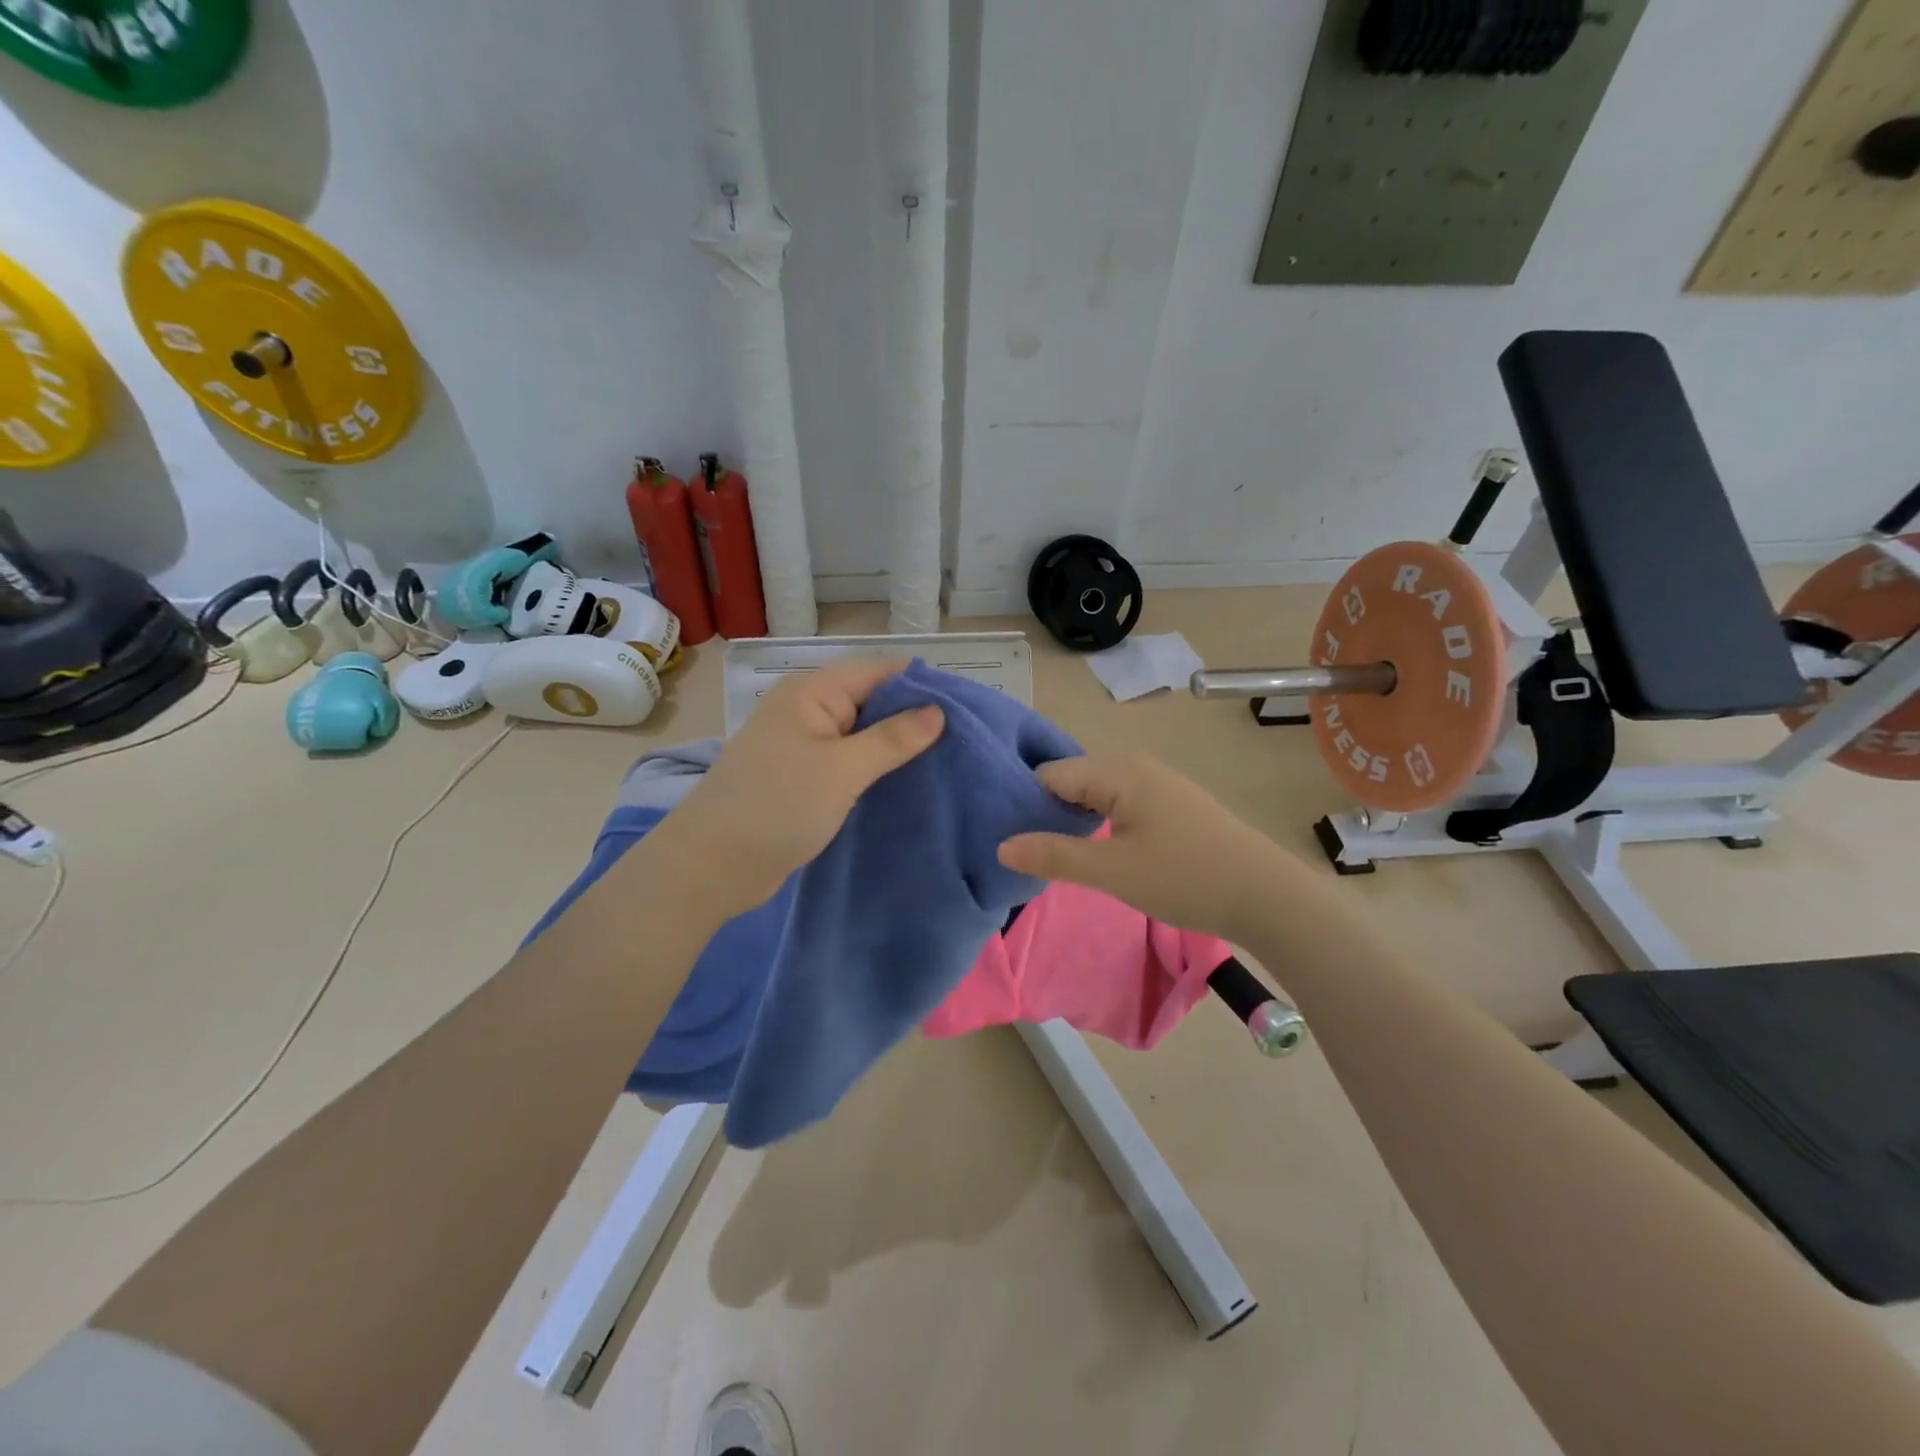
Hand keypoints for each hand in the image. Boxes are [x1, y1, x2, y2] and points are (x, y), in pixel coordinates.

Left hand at [652, 658, 944, 917]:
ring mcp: (804, 744)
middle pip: (874, 702)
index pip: (882, 673)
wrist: (712, 866)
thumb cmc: (777, 807)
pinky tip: (909, 784)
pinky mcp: (803, 777)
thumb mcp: (842, 769)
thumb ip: (893, 738)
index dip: (924, 687)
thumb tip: (938, 710)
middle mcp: (809, 709)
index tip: (969, 711)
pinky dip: (876, 770)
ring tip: (948, 764)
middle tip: (966, 743)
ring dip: (897, 748)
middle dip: (915, 719)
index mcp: (813, 691)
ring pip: (863, 735)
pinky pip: (849, 762)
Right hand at [998, 752, 1297, 942]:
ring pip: (1094, 794)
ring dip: (1072, 821)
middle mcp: (1133, 766)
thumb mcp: (1112, 870)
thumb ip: (1054, 856)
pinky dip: (1098, 824)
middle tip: (1025, 852)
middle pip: (1070, 780)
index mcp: (1117, 770)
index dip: (1022, 804)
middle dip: (1045, 812)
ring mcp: (1155, 783)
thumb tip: (1001, 846)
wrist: (1266, 896)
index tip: (1004, 837)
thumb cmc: (1184, 877)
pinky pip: (1117, 803)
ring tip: (1052, 855)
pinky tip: (1094, 850)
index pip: (1049, 775)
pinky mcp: (1169, 804)